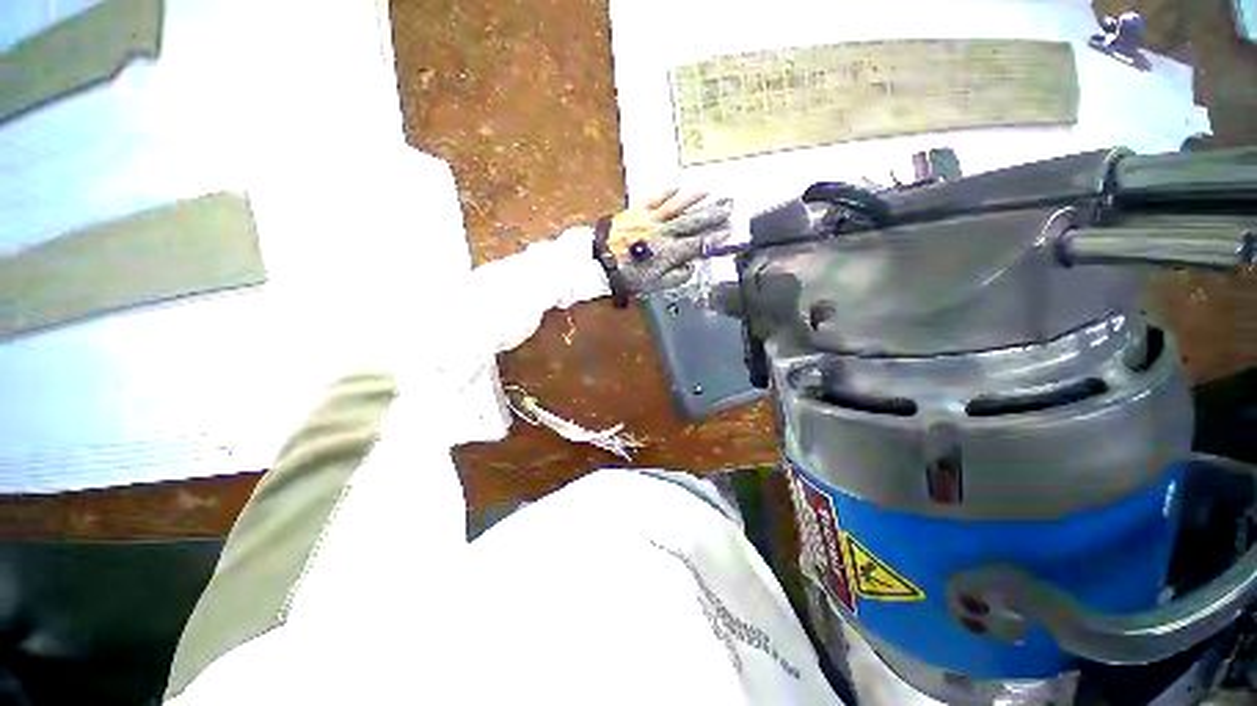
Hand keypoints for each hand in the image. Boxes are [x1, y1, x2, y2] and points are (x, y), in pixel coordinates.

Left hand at [605, 189, 733, 293]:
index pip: (698, 243)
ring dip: (694, 200)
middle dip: (713, 214)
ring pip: (677, 207)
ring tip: (711, 192)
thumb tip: (692, 266)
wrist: (600, 262)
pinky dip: (667, 193)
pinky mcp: (636, 212)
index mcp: (669, 252)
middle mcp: (663, 232)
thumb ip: (676, 277)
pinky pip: (654, 199)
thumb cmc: (628, 277)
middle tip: (730, 205)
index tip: (729, 231)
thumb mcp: (654, 285)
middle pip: (692, 221)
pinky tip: (678, 186)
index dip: (714, 237)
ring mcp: (650, 220)